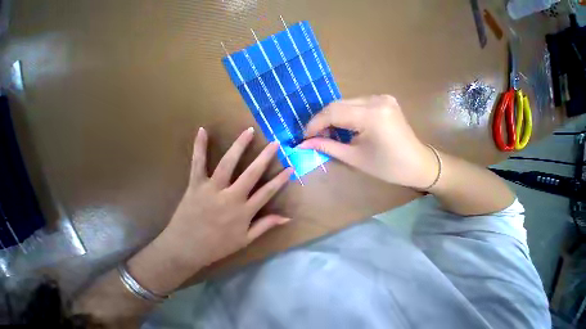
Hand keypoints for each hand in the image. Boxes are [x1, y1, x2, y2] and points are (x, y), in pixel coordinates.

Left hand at [128, 127, 292, 293]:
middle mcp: (231, 197)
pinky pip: (198, 163)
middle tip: (275, 142)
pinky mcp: (196, 184)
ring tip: (249, 131)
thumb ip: (265, 226)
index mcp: (244, 212)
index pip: (267, 192)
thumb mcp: (244, 241)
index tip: (290, 167)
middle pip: (251, 173)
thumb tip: (287, 218)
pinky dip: (199, 146)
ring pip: (228, 163)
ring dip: (239, 146)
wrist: (186, 248)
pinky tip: (203, 130)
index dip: (280, 180)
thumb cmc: (216, 247)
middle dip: (265, 157)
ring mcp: (212, 188)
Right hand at [298, 95, 437, 188]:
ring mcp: (382, 97)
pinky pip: (358, 103)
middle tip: (315, 137)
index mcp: (372, 115)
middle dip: (323, 120)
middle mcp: (377, 100)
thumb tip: (302, 144)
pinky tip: (345, 126)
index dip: (315, 123)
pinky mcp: (385, 99)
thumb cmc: (388, 167)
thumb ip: (328, 147)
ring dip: (335, 116)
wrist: (418, 163)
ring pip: (347, 102)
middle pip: (339, 104)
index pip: (333, 112)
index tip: (304, 137)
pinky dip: (347, 113)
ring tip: (328, 133)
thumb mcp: (355, 158)